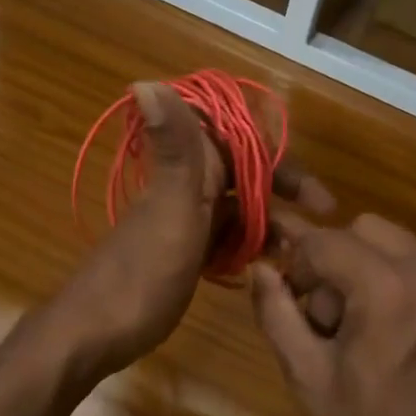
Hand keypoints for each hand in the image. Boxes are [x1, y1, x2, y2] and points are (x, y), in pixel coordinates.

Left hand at [54, 82, 331, 378]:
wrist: (92, 335)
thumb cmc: (140, 277)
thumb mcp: (171, 211)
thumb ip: (176, 150)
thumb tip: (145, 80)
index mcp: (187, 172)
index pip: (242, 144)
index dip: (280, 159)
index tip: (319, 197)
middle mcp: (186, 189)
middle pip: (244, 175)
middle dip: (283, 192)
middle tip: (323, 221)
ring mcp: (184, 222)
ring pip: (237, 209)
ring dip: (269, 222)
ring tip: (303, 254)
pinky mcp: (182, 253)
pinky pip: (224, 238)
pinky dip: (247, 246)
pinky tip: (269, 267)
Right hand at [250, 214, 415, 415]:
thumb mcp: (308, 376)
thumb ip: (276, 312)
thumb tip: (258, 267)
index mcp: (389, 290)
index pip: (327, 240)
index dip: (296, 257)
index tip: (284, 286)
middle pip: (365, 229)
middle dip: (334, 257)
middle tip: (322, 311)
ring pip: (397, 245)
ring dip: (366, 267)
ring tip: (357, 326)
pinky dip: (397, 281)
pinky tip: (390, 332)